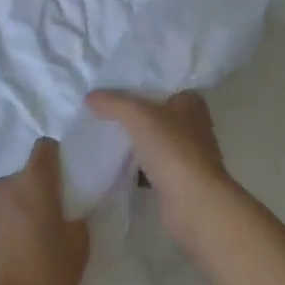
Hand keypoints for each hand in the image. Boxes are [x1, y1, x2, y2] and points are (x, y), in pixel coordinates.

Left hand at [0, 138, 89, 284]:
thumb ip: (76, 222)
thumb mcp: (78, 251)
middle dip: (33, 192)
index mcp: (33, 184)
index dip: (54, 157)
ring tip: (19, 244)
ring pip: (1, 199)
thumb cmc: (42, 276)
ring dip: (11, 211)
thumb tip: (69, 216)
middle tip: (44, 222)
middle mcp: (3, 186)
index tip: (61, 179)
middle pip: (22, 177)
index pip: (44, 148)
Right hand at [86, 90, 239, 242]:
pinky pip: (149, 163)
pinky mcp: (176, 178)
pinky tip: (111, 159)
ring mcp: (185, 153)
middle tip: (99, 105)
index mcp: (190, 103)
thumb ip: (114, 103)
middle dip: (130, 111)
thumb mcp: (139, 116)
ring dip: (132, 138)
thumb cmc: (173, 150)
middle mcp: (191, 125)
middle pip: (154, 112)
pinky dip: (133, 163)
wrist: (194, 204)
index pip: (161, 83)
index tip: (110, 81)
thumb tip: (90, 97)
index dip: (137, 82)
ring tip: (99, 129)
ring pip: (151, 139)